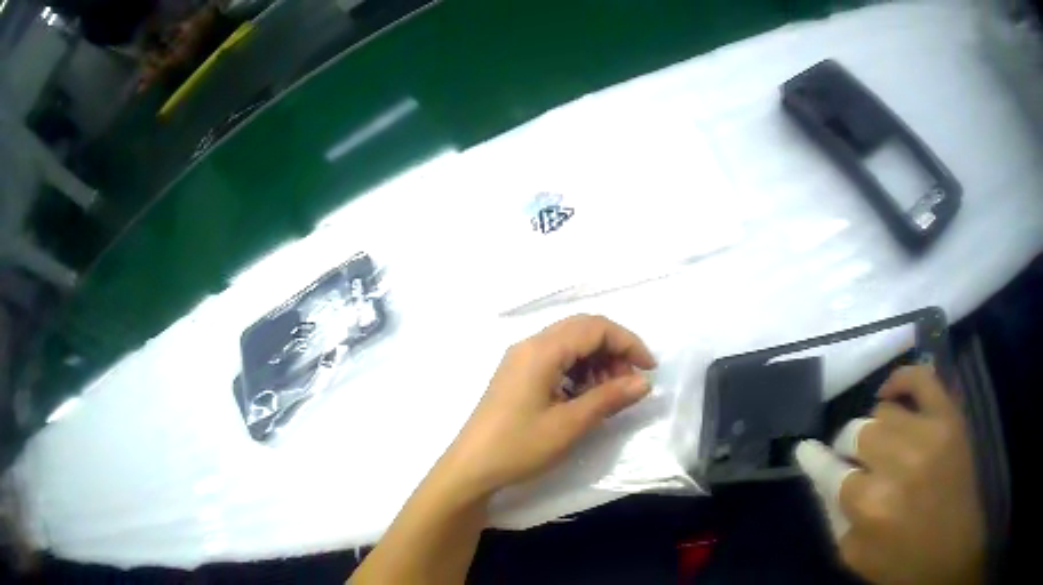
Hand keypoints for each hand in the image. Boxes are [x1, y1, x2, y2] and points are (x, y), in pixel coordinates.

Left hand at [438, 315, 656, 497]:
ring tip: (609, 393)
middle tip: (630, 382)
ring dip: (597, 361)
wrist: (471, 468)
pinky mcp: (517, 375)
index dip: (628, 343)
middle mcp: (530, 345)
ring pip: (570, 344)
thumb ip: (609, 398)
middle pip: (582, 330)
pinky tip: (585, 396)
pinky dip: (578, 370)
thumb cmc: (519, 446)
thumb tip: (644, 382)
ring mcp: (520, 359)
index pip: (595, 327)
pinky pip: (555, 359)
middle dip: (613, 350)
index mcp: (542, 350)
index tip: (649, 369)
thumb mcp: (570, 424)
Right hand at [796, 366, 985, 584]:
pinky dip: (901, 379)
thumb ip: (834, 514)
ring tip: (881, 447)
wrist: (951, 552)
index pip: (831, 469)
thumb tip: (822, 473)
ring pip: (883, 412)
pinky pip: (922, 378)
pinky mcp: (950, 417)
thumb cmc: (900, 563)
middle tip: (858, 466)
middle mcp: (899, 462)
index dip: (815, 459)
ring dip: (875, 431)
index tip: (804, 449)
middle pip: (857, 433)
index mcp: (871, 505)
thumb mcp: (854, 555)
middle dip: (850, 451)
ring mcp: (929, 432)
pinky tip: (890, 394)